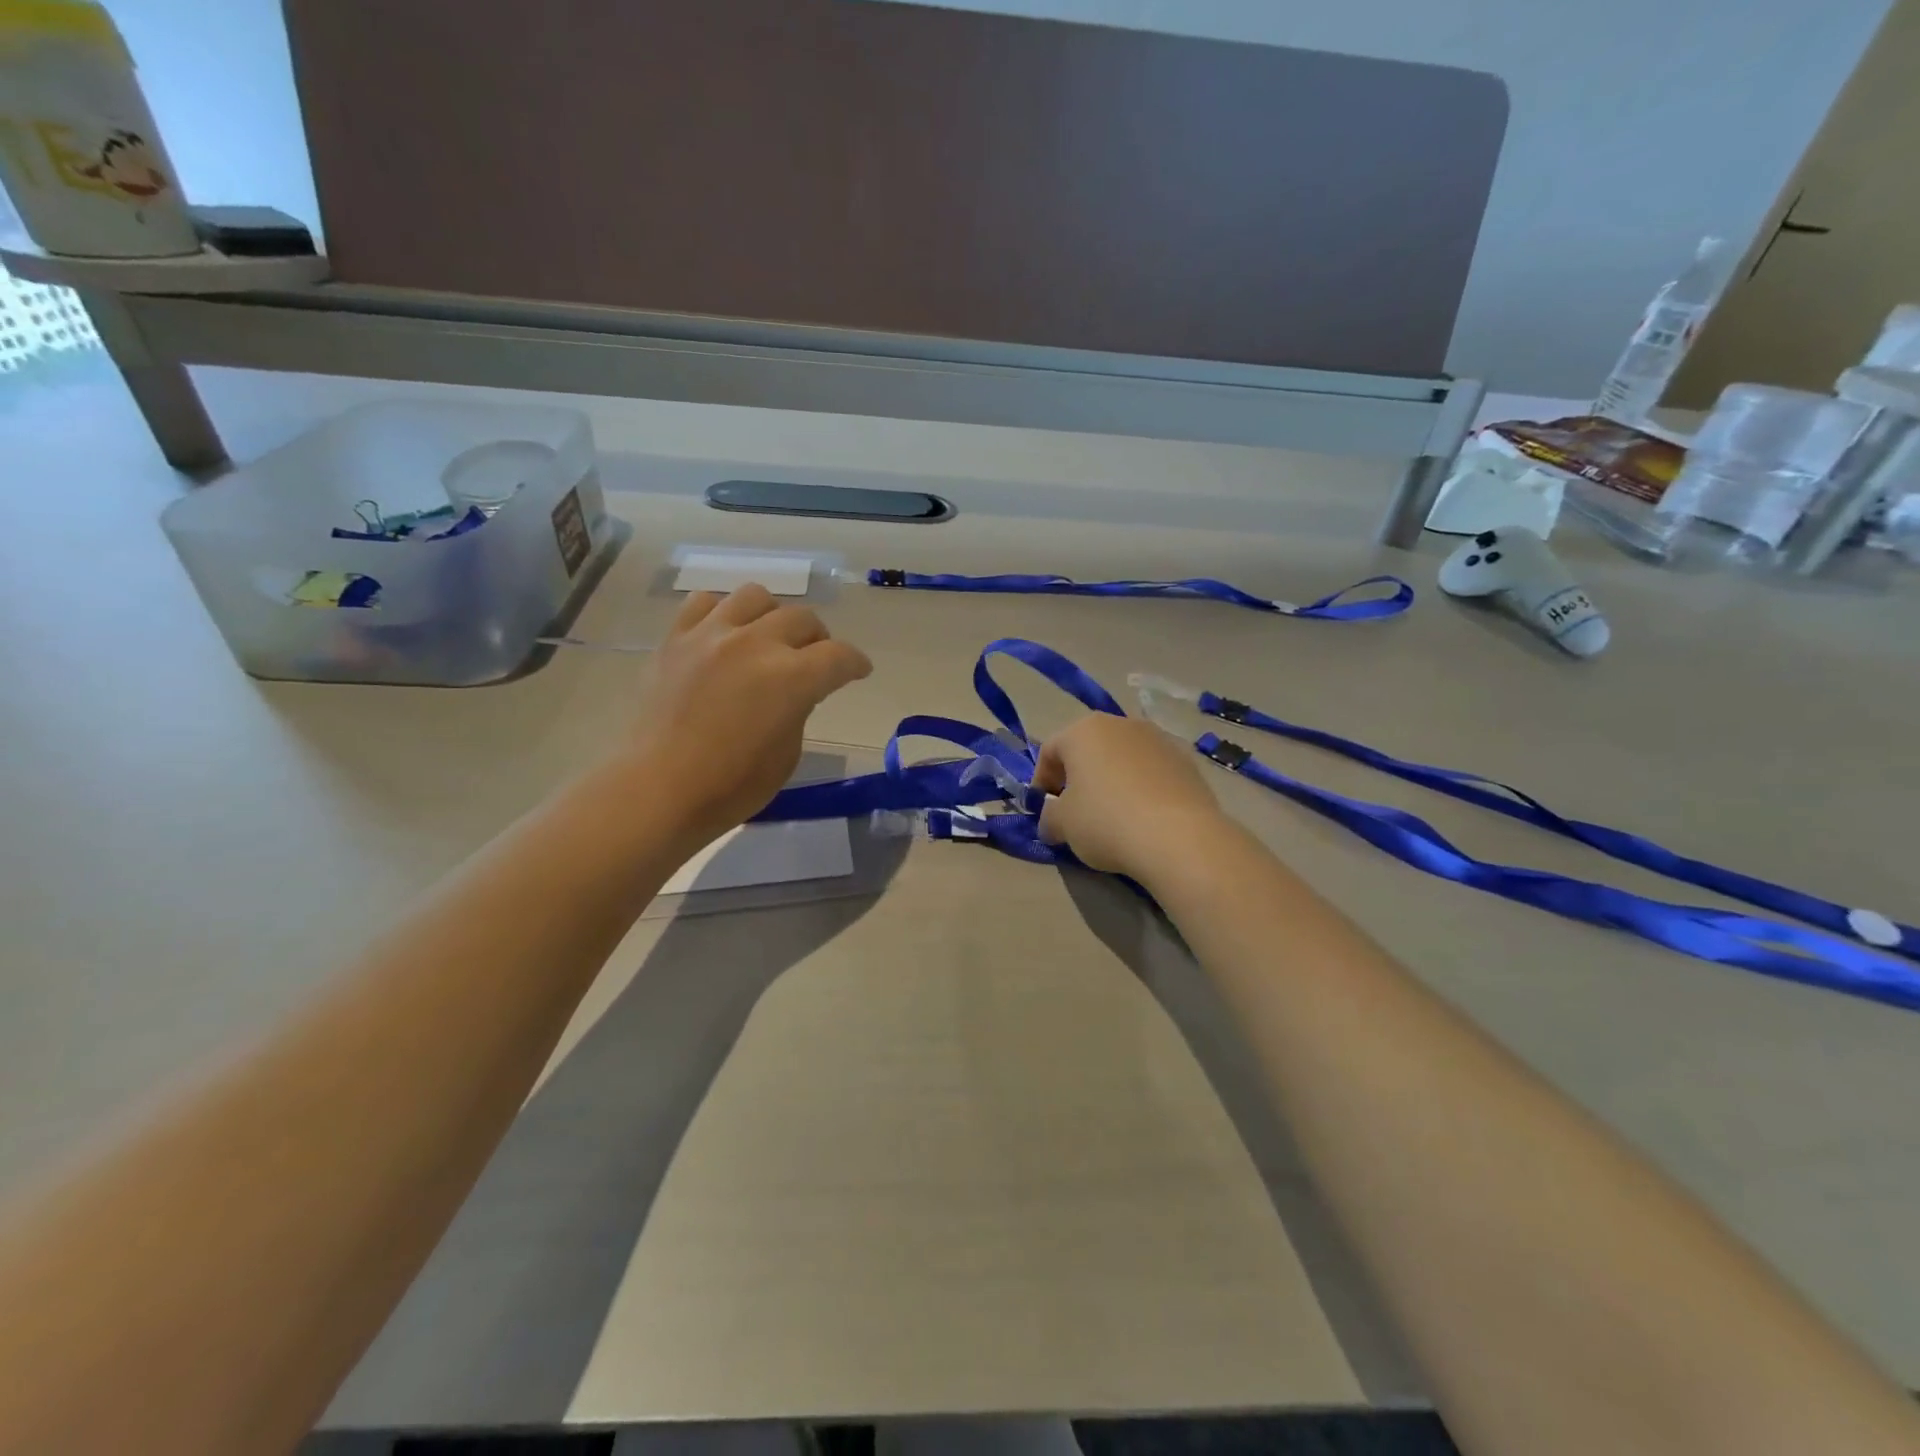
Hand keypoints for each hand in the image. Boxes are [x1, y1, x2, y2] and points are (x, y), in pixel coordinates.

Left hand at [631, 585, 872, 847]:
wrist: (658, 789)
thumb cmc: (731, 786)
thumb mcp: (787, 753)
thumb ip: (800, 708)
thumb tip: (797, 689)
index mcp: (791, 678)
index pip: (839, 656)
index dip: (856, 663)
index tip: (859, 670)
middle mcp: (755, 644)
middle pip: (803, 619)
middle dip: (818, 640)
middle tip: (815, 660)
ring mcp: (711, 635)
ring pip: (756, 597)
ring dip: (773, 617)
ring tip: (768, 639)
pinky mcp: (676, 639)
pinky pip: (705, 603)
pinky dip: (723, 614)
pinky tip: (724, 636)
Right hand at [1031, 714, 1231, 882]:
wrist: (1179, 837)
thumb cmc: (1106, 821)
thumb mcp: (1062, 824)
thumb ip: (1048, 816)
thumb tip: (1051, 820)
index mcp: (1084, 730)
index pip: (1050, 750)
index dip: (1041, 780)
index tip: (1043, 809)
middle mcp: (1121, 724)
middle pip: (1089, 748)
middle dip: (1078, 777)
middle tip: (1075, 811)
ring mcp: (1158, 740)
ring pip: (1122, 758)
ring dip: (1111, 780)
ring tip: (1112, 816)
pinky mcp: (1187, 761)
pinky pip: (1152, 772)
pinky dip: (1141, 788)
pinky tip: (1143, 818)